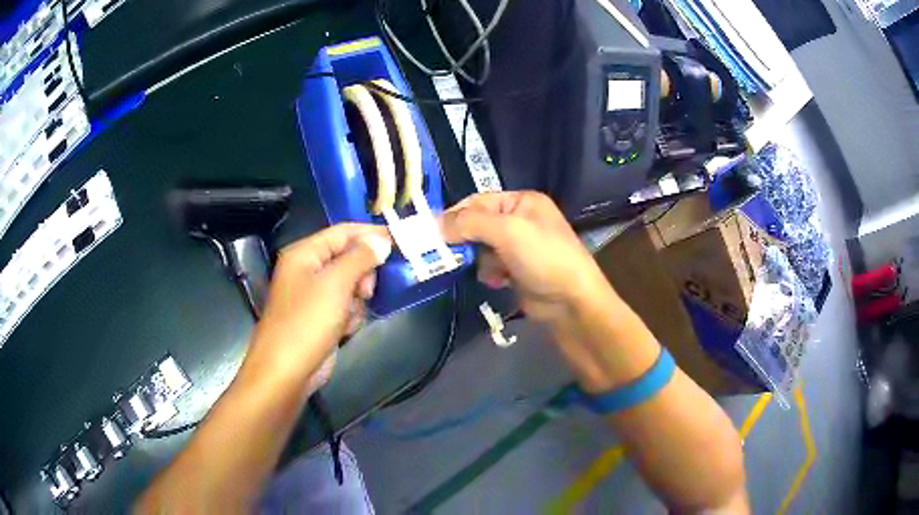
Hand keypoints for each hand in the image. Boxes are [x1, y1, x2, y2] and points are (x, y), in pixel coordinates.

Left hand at [241, 223, 391, 387]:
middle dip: (363, 274)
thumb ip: (360, 257)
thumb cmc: (307, 322)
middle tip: (367, 291)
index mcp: (305, 253)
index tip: (400, 240)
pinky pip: (345, 305)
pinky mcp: (321, 317)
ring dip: (357, 299)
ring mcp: (314, 295)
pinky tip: (345, 329)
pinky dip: (350, 315)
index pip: (343, 232)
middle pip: (348, 258)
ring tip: (351, 315)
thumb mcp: (335, 284)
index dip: (371, 234)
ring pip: (351, 284)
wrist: (287, 372)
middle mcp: (308, 269)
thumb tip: (382, 240)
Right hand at [441, 191, 612, 327]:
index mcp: (521, 201)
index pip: (477, 201)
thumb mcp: (508, 231)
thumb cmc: (544, 258)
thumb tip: (435, 224)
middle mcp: (520, 219)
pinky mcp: (517, 270)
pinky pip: (491, 266)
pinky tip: (496, 281)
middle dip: (464, 240)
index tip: (431, 233)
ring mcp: (519, 246)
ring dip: (478, 260)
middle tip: (445, 255)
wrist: (572, 302)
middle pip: (477, 224)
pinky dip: (489, 273)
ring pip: (481, 247)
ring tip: (486, 270)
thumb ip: (470, 223)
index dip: (454, 215)